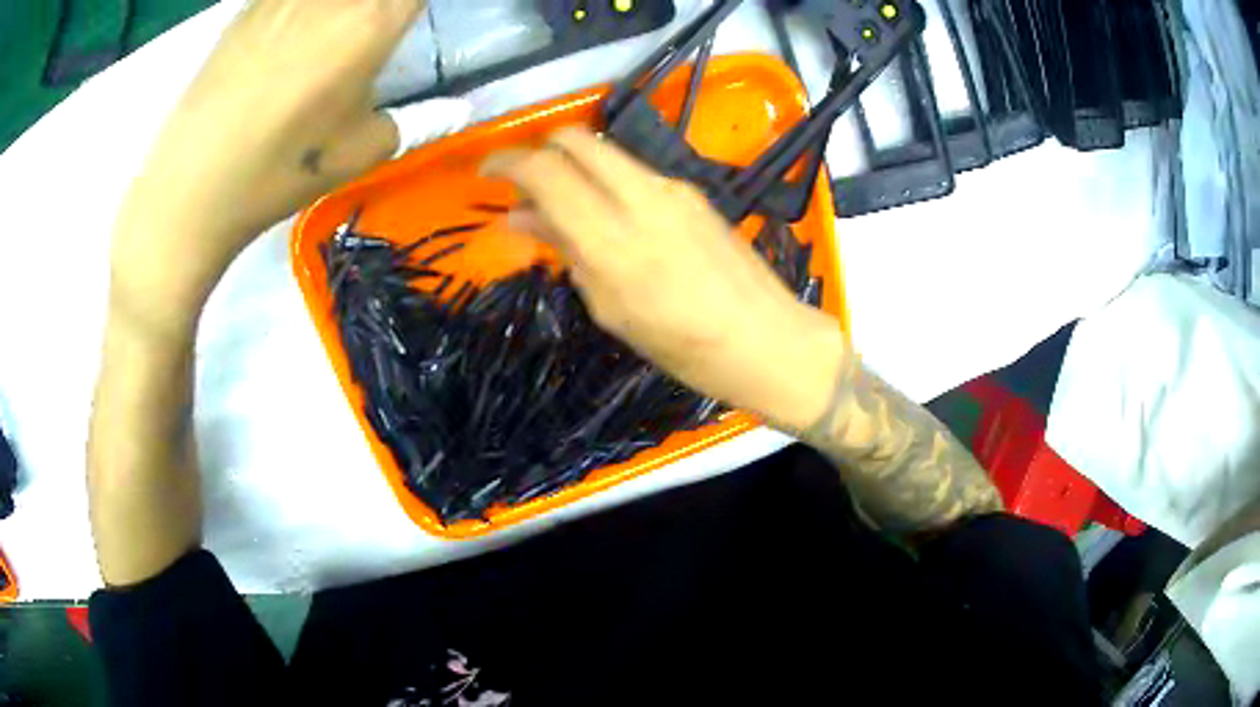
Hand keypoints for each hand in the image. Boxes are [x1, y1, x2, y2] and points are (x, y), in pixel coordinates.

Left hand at [111, 0, 445, 332]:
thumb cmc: (278, 172)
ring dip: (340, 12)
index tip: (409, 20)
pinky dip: (303, 12)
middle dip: (379, 9)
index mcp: (372, 23)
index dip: (413, 5)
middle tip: (371, 29)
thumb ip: (407, 119)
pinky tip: (298, 30)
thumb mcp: (358, 154)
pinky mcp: (249, 6)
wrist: (190, 189)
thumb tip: (428, 107)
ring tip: (338, 32)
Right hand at [483, 127, 846, 429]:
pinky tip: (603, 213)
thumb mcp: (611, 310)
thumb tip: (521, 217)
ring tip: (560, 204)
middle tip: (523, 184)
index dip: (506, 162)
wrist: (767, 340)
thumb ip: (566, 251)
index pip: (546, 171)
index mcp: (614, 238)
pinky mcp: (693, 190)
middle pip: (575, 139)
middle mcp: (641, 197)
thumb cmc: (683, 348)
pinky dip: (603, 178)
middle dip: (539, 149)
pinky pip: (632, 169)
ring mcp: (672, 187)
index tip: (485, 172)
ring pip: (605, 150)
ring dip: (572, 164)